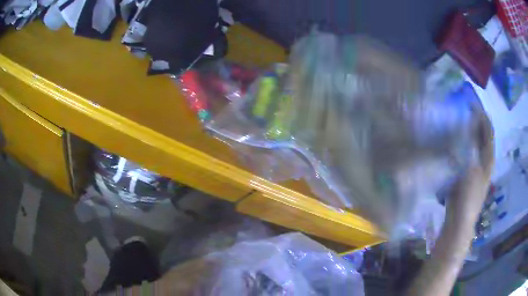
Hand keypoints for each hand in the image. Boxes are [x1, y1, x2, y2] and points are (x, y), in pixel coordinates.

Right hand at [448, 112, 493, 226]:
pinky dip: (460, 145)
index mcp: (488, 159)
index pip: (488, 132)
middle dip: (475, 122)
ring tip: (457, 122)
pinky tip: (452, 142)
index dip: (482, 117)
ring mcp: (475, 168)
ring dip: (467, 133)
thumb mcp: (471, 170)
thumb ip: (470, 149)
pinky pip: (464, 154)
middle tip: (463, 110)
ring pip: (473, 145)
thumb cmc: (468, 197)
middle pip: (481, 137)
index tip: (471, 104)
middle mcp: (484, 161)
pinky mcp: (466, 174)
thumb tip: (465, 129)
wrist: (459, 222)